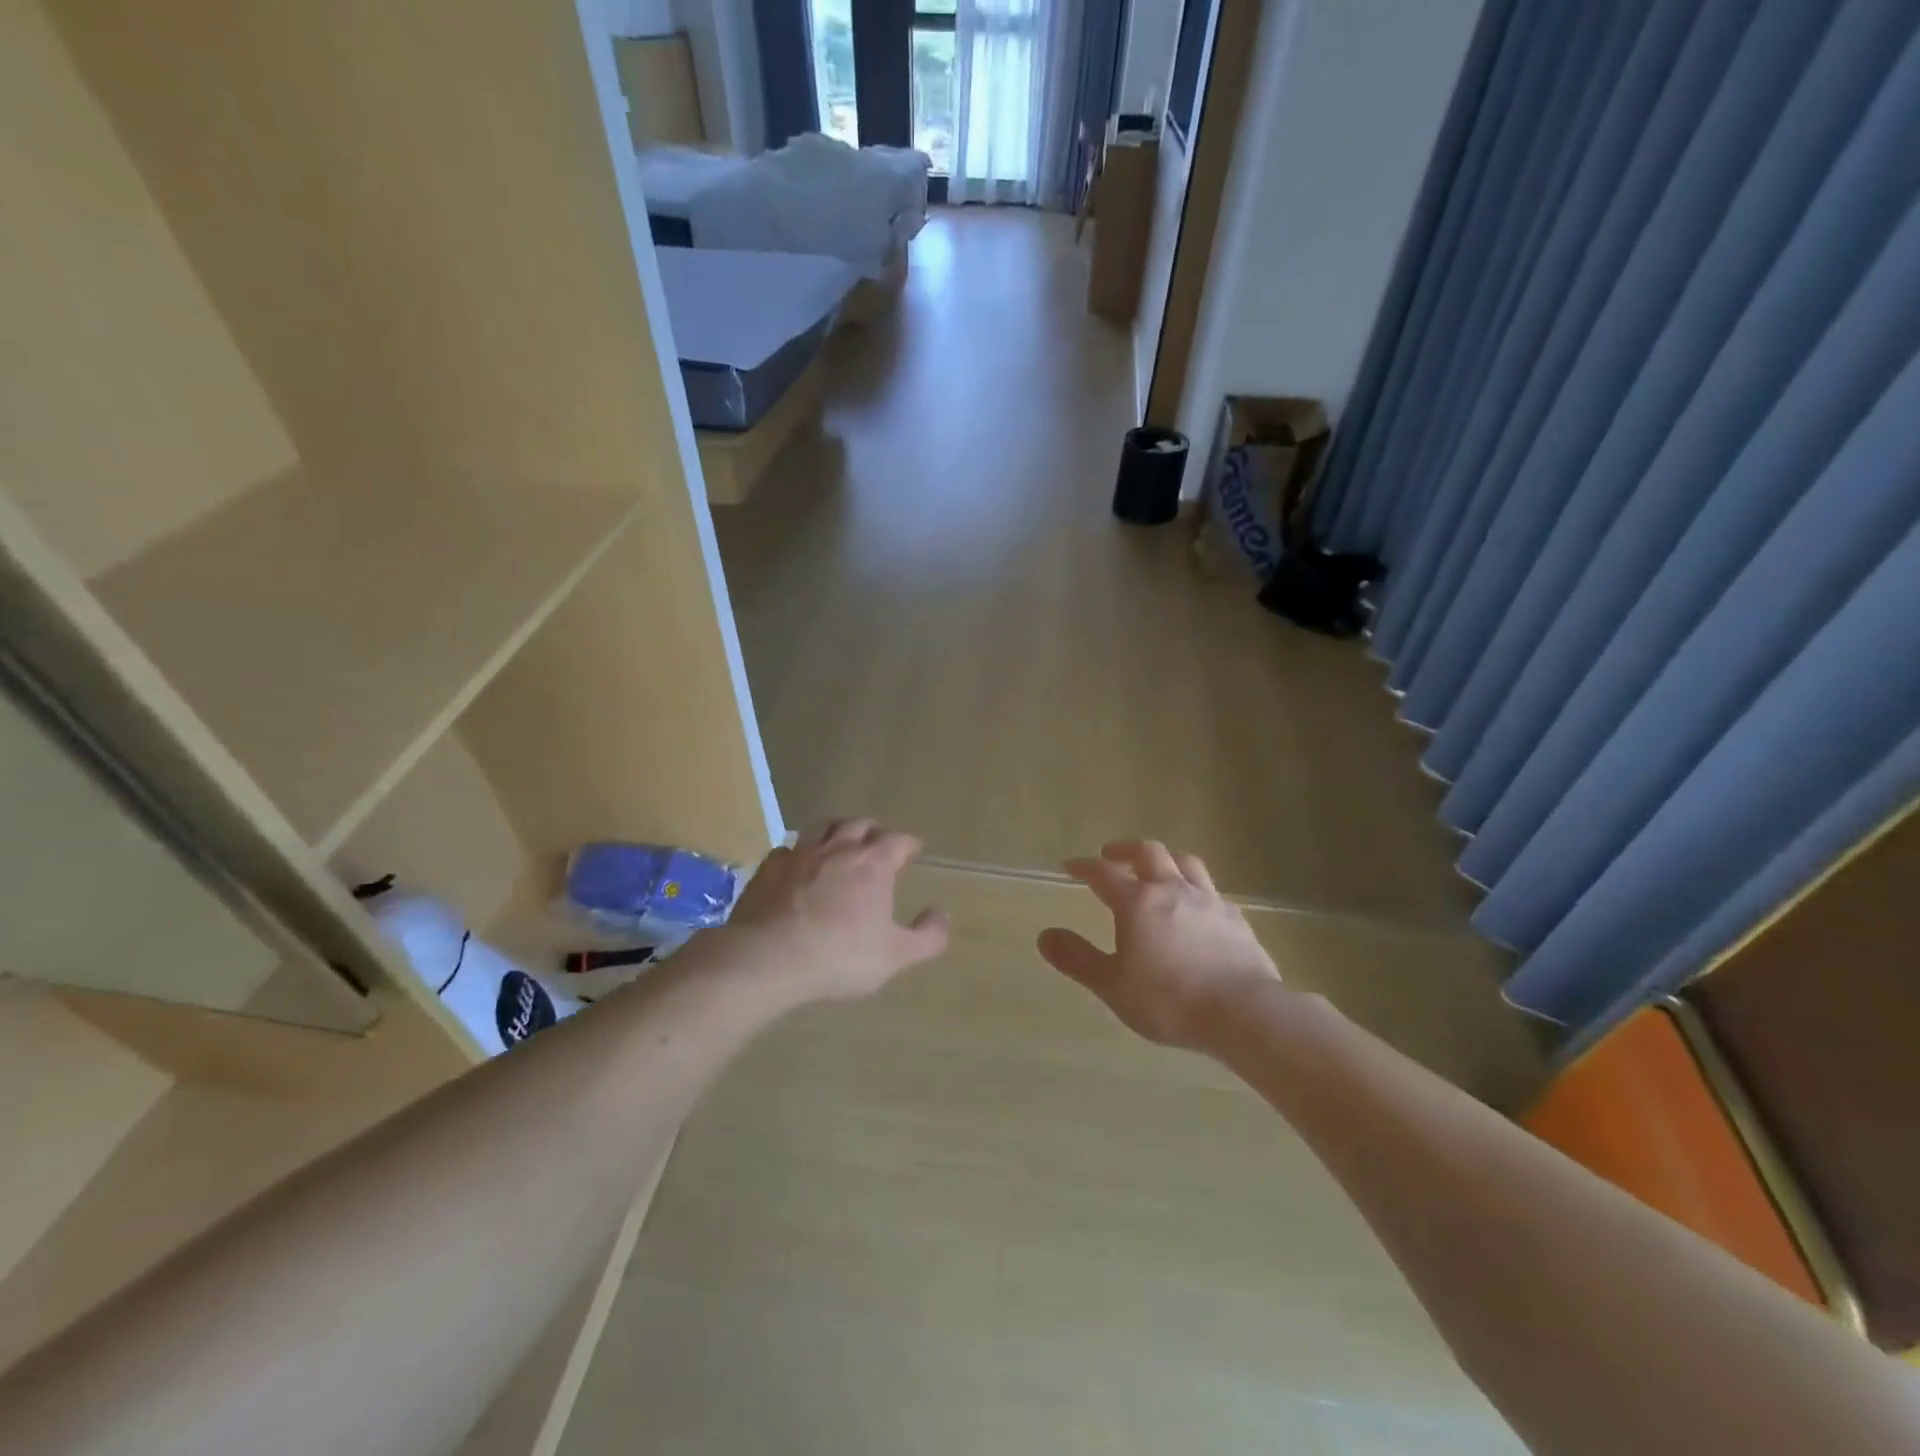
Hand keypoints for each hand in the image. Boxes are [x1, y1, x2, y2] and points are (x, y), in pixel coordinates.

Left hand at [721, 818, 950, 1005]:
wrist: (768, 959)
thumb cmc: (840, 957)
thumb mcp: (896, 956)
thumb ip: (928, 937)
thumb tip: (942, 914)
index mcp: (873, 864)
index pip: (897, 840)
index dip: (908, 843)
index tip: (913, 849)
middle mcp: (838, 849)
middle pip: (858, 824)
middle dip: (872, 830)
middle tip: (877, 841)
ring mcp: (799, 855)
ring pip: (821, 827)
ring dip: (835, 830)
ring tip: (839, 840)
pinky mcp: (768, 869)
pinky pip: (786, 849)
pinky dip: (797, 853)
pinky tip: (796, 865)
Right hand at [1037, 841, 1280, 1051]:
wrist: (1243, 1012)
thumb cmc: (1168, 1000)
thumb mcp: (1112, 985)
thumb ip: (1077, 958)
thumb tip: (1044, 936)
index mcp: (1138, 902)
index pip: (1104, 873)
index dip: (1084, 867)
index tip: (1071, 866)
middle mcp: (1172, 889)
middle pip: (1148, 852)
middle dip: (1125, 850)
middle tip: (1111, 856)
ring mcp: (1208, 901)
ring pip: (1185, 862)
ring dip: (1165, 859)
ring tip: (1156, 868)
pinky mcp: (1235, 918)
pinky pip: (1212, 891)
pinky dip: (1196, 889)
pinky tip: (1197, 905)